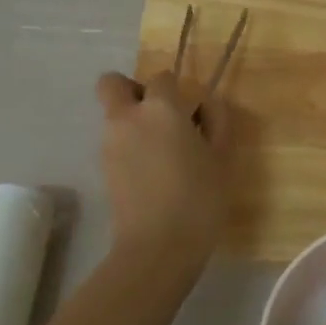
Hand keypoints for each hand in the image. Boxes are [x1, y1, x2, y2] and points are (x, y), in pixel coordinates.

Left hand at [93, 70, 230, 267]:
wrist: (158, 246)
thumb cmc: (199, 198)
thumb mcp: (222, 158)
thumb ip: (218, 122)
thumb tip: (208, 103)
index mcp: (161, 109)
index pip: (162, 78)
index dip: (176, 89)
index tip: (190, 112)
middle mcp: (128, 118)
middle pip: (112, 84)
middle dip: (132, 91)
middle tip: (159, 117)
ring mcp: (110, 144)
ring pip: (113, 116)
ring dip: (131, 123)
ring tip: (161, 155)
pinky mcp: (103, 169)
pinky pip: (113, 143)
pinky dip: (128, 148)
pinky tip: (151, 175)